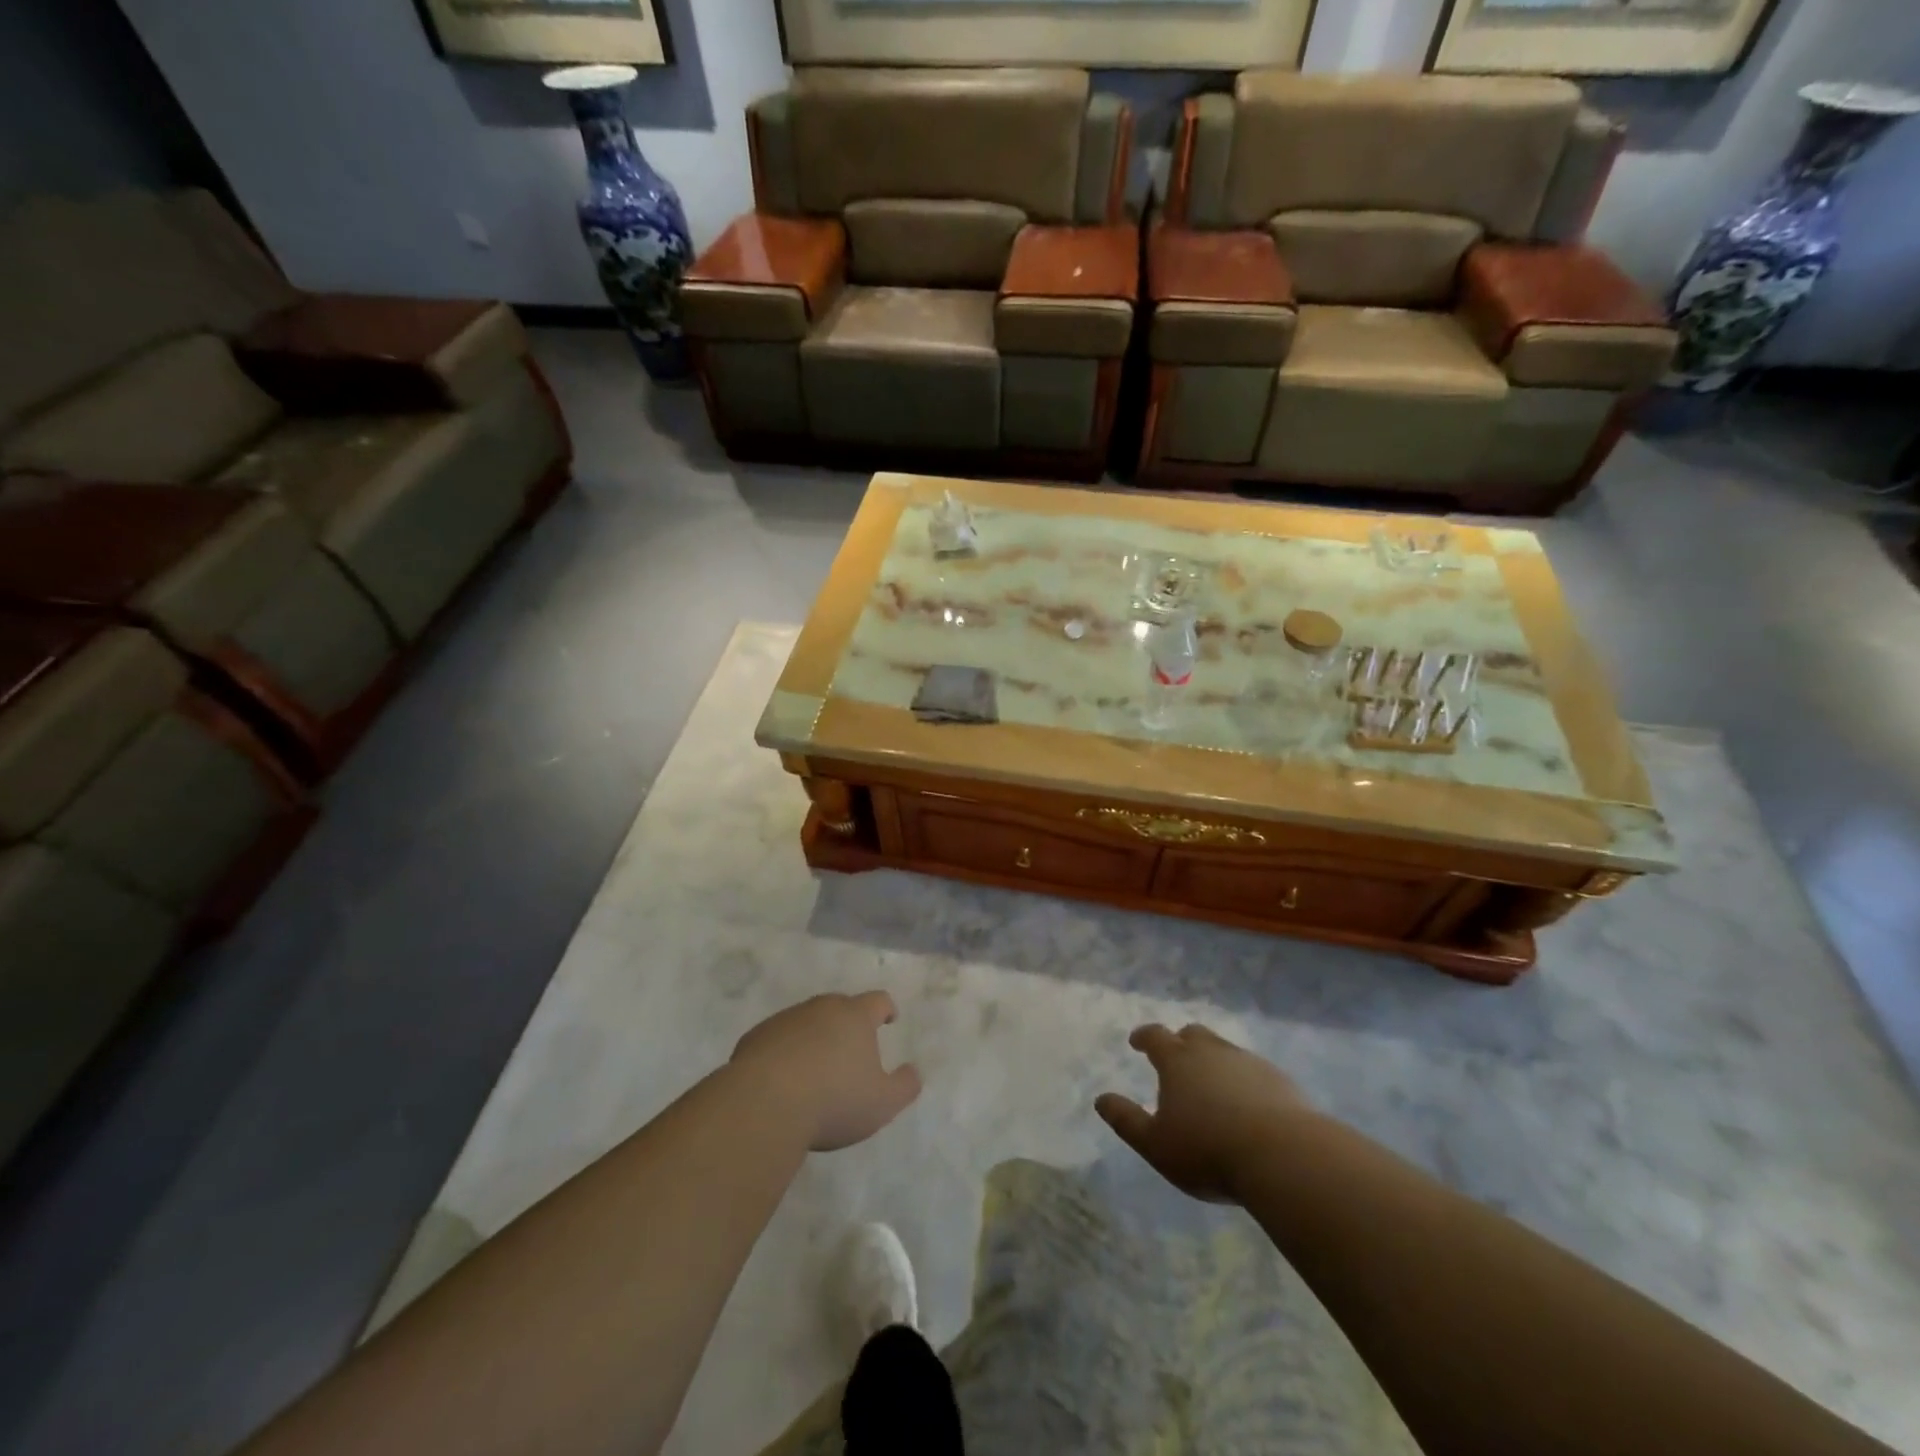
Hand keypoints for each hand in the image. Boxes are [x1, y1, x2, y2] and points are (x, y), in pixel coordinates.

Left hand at [731, 992, 921, 1151]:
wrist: (763, 1105)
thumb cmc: (833, 1101)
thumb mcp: (882, 1103)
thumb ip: (905, 1086)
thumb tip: (913, 1071)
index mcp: (855, 1016)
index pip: (877, 1000)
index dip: (886, 1009)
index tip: (889, 1018)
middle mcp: (821, 1008)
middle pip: (840, 1006)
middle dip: (848, 1023)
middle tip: (852, 1048)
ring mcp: (786, 1020)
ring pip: (807, 1021)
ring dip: (815, 1037)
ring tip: (816, 1068)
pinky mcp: (756, 1037)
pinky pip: (778, 1039)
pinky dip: (785, 1051)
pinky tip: (784, 1079)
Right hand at [1096, 1023, 1313, 1203]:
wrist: (1284, 1156)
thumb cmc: (1208, 1150)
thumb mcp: (1156, 1144)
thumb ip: (1126, 1120)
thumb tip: (1100, 1099)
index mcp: (1178, 1060)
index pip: (1155, 1036)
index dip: (1143, 1037)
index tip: (1136, 1041)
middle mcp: (1212, 1051)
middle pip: (1193, 1034)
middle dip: (1180, 1041)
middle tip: (1176, 1058)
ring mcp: (1248, 1062)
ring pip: (1224, 1050)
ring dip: (1213, 1060)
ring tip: (1212, 1084)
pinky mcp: (1279, 1081)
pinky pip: (1253, 1071)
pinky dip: (1243, 1080)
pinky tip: (1247, 1104)